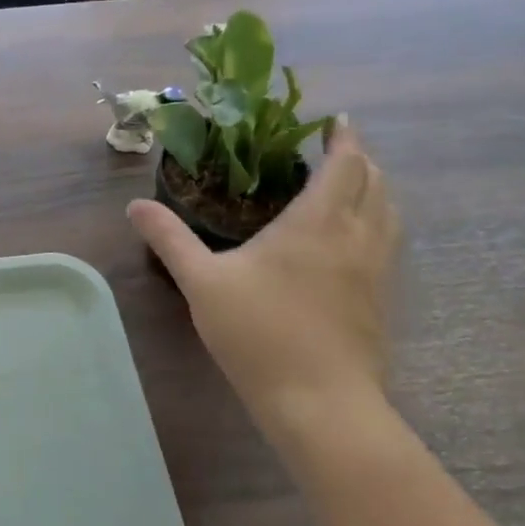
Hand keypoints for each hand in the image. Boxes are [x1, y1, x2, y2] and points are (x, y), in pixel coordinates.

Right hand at [129, 120, 399, 439]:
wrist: (320, 403)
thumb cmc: (259, 332)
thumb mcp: (202, 282)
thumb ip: (169, 238)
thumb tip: (135, 205)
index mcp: (317, 222)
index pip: (344, 165)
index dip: (343, 139)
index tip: (334, 121)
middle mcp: (356, 237)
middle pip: (375, 183)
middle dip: (360, 160)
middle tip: (333, 151)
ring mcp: (377, 271)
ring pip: (389, 214)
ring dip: (374, 190)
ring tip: (349, 187)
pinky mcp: (382, 301)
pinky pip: (388, 243)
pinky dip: (377, 223)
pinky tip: (350, 242)